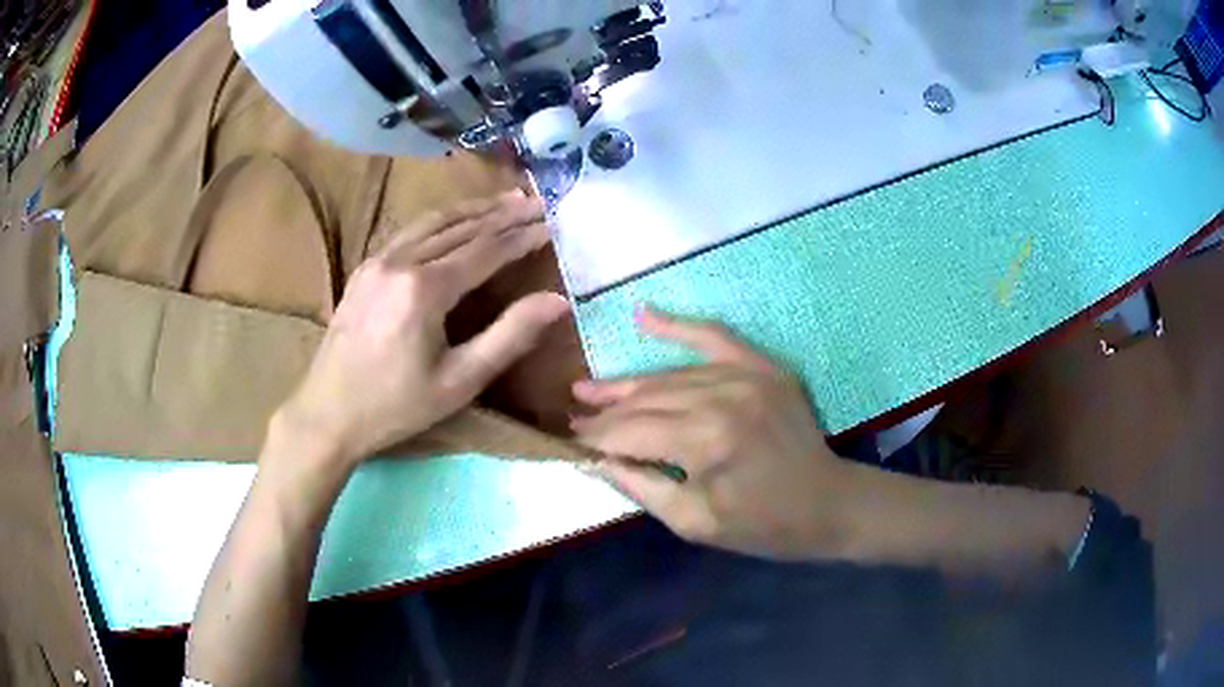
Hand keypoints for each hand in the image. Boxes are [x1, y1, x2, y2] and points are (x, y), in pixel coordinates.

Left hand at [275, 190, 568, 468]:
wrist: (327, 414)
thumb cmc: (396, 406)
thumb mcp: (459, 381)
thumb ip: (509, 336)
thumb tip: (557, 301)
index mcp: (425, 289)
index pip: (486, 249)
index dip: (523, 235)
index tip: (554, 222)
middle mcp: (400, 262)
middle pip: (462, 227)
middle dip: (504, 213)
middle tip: (539, 201)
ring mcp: (377, 261)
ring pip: (434, 222)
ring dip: (474, 209)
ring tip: (506, 200)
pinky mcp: (365, 269)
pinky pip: (409, 232)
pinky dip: (441, 220)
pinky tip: (455, 221)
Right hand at [572, 308, 855, 560]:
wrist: (829, 503)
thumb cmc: (762, 525)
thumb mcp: (694, 522)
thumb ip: (640, 485)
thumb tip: (594, 460)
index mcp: (706, 441)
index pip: (630, 432)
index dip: (596, 438)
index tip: (568, 443)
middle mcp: (722, 396)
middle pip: (645, 400)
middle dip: (605, 414)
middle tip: (572, 420)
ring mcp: (745, 375)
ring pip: (669, 376)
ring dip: (628, 385)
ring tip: (588, 390)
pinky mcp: (762, 367)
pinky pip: (713, 337)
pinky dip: (677, 326)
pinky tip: (644, 316)